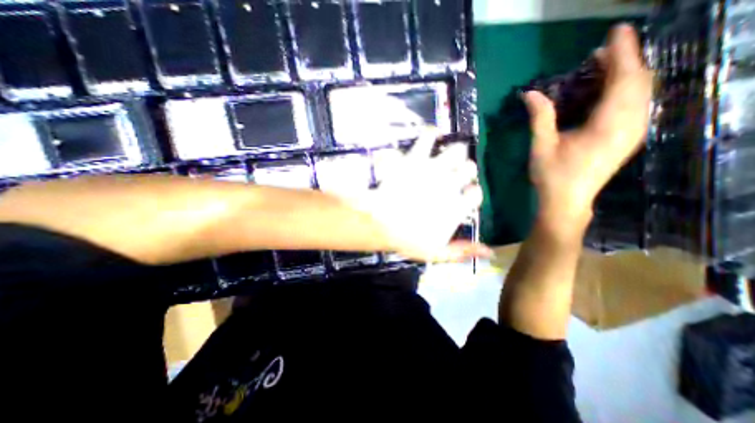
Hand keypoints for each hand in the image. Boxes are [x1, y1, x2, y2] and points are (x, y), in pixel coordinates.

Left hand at [353, 127, 493, 262]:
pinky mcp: (416, 158)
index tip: (464, 195)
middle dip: (465, 171)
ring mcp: (434, 169)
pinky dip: (432, 132)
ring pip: (457, 150)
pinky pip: (428, 137)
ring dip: (456, 152)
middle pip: (470, 168)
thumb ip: (462, 250)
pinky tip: (434, 133)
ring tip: (448, 156)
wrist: (380, 222)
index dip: (471, 193)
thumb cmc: (407, 239)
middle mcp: (451, 184)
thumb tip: (490, 251)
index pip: (476, 194)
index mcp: (457, 206)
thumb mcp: (436, 252)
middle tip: (455, 175)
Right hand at [524, 23, 651, 230]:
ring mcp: (633, 132)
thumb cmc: (552, 176)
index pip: (623, 79)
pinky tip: (607, 90)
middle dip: (623, 61)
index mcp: (609, 125)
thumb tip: (530, 94)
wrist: (568, 201)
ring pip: (641, 92)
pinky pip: (636, 104)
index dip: (621, 53)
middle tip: (599, 52)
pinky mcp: (628, 138)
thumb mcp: (541, 146)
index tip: (615, 33)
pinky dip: (625, 90)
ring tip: (603, 66)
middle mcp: (630, 125)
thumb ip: (540, 117)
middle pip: (638, 82)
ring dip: (625, 74)